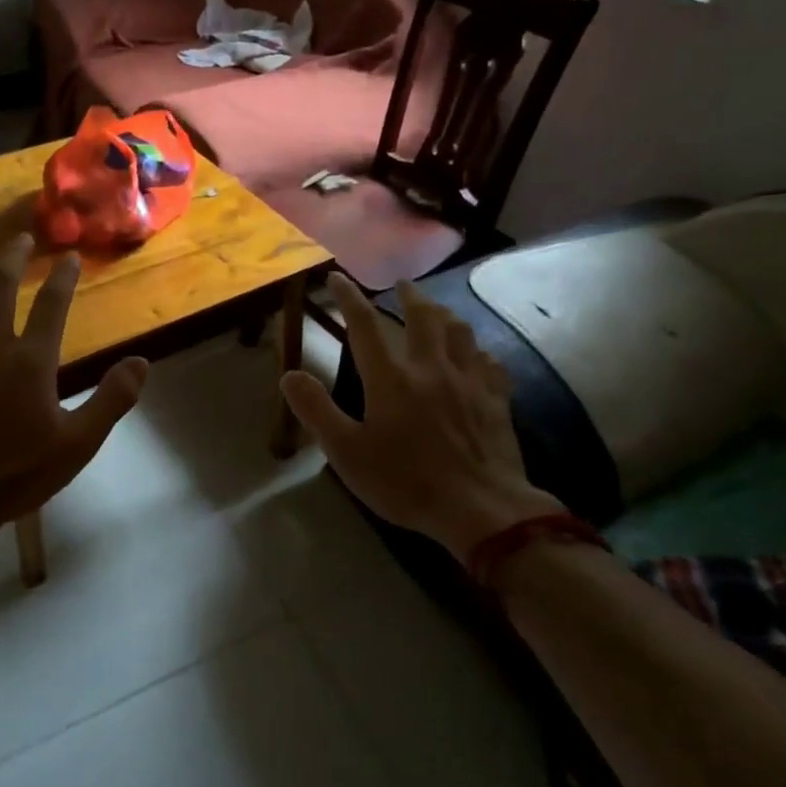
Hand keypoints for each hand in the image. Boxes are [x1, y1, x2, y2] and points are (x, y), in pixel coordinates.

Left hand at [0, 235, 147, 545]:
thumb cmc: (16, 474)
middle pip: (0, 287)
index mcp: (30, 362)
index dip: (62, 277)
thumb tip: (142, 361)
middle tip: (21, 238)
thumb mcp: (77, 445)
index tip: (68, 258)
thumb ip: (111, 400)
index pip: (51, 305)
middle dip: (12, 257)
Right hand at [279, 273, 560, 561]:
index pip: (364, 325)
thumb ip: (317, 411)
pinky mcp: (496, 399)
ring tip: (438, 310)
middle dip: (409, 295)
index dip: (348, 297)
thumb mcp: (347, 453)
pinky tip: (477, 356)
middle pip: (422, 317)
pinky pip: (489, 363)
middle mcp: (430, 368)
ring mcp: (468, 381)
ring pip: (460, 331)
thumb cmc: (406, 482)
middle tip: (401, 283)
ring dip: (445, 314)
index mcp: (391, 378)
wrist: (480, 509)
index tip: (337, 277)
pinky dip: (478, 351)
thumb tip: (289, 375)